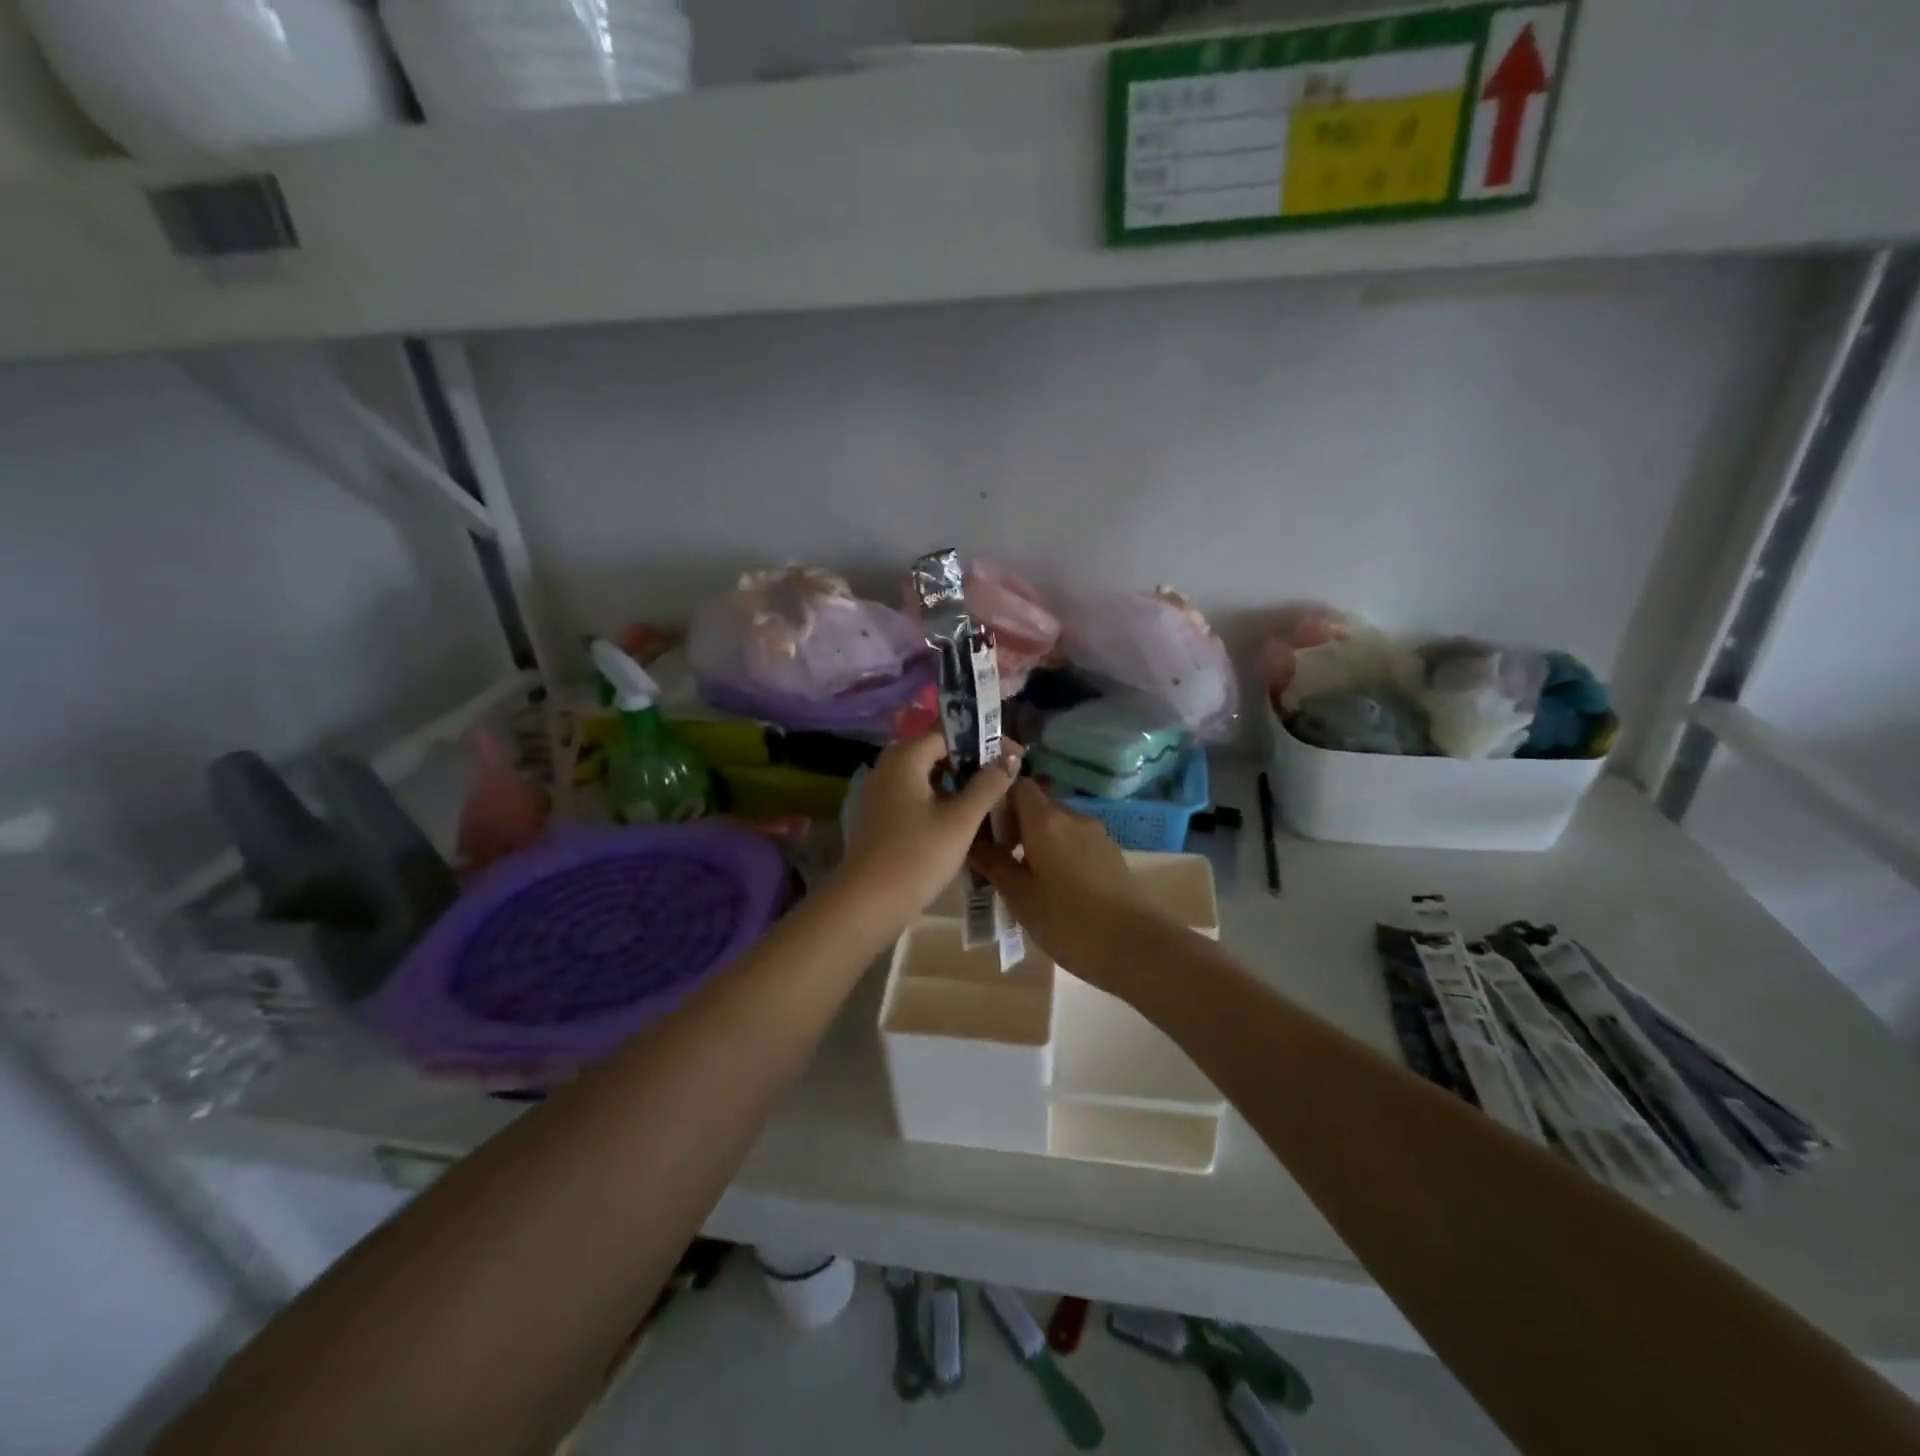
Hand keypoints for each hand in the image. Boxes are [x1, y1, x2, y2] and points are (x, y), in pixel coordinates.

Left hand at [838, 731, 1020, 923]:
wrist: (868, 903)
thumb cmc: (918, 856)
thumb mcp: (961, 819)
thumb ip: (988, 784)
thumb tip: (1011, 756)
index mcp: (904, 758)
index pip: (949, 733)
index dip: (985, 741)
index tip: (1015, 756)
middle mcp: (888, 767)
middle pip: (937, 753)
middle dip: (972, 762)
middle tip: (1005, 776)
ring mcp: (880, 792)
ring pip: (927, 776)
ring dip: (957, 783)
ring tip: (990, 798)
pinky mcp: (880, 816)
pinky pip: (915, 796)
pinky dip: (940, 800)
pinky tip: (962, 819)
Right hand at [969, 781, 1163, 987]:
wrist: (1135, 946)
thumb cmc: (1067, 919)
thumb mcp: (1019, 895)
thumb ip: (993, 863)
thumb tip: (971, 839)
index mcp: (1045, 819)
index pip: (1017, 785)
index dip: (997, 798)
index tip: (981, 826)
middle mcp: (1072, 817)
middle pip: (1036, 806)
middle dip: (1014, 826)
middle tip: (997, 860)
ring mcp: (1096, 835)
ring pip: (1056, 827)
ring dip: (1036, 843)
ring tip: (1024, 880)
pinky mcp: (1110, 854)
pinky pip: (1075, 843)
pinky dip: (1058, 855)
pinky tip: (1054, 889)